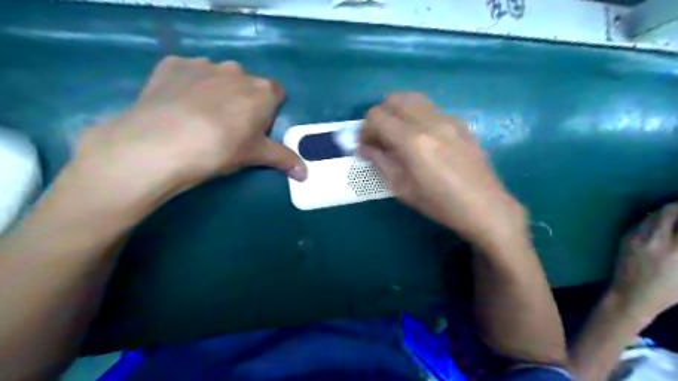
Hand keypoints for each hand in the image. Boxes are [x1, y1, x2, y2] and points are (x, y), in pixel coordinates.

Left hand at [63, 56, 305, 210]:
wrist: (162, 143)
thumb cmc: (221, 149)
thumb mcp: (256, 156)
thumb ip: (284, 159)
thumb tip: (306, 175)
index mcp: (263, 91)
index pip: (277, 93)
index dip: (269, 111)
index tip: (257, 128)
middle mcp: (237, 71)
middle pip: (247, 84)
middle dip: (243, 100)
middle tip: (229, 127)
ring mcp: (203, 64)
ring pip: (218, 77)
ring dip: (216, 91)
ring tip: (199, 117)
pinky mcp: (173, 65)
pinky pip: (188, 72)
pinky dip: (187, 85)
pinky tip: (177, 106)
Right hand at [360, 94, 522, 251]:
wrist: (484, 206)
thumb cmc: (439, 203)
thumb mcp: (402, 188)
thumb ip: (380, 162)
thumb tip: (363, 148)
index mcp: (412, 141)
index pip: (377, 116)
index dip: (365, 129)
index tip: (366, 145)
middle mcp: (429, 122)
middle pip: (394, 100)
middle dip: (380, 116)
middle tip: (379, 138)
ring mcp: (447, 119)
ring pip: (413, 98)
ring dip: (398, 111)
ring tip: (397, 132)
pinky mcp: (459, 122)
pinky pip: (430, 108)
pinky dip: (416, 115)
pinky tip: (421, 137)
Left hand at [613, 203, 676, 319]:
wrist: (631, 294)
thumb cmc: (668, 291)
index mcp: (677, 250)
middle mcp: (656, 239)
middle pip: (671, 210)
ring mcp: (638, 236)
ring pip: (655, 214)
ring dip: (670, 211)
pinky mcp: (626, 237)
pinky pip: (644, 221)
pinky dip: (656, 218)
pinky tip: (663, 223)